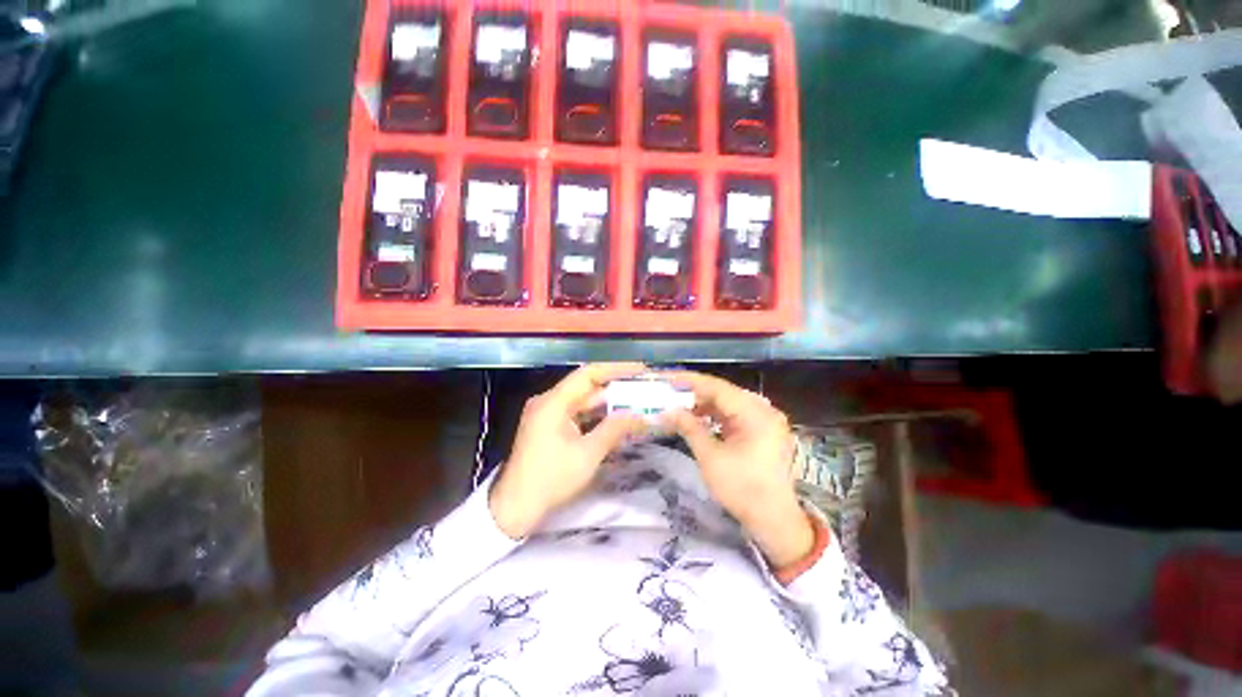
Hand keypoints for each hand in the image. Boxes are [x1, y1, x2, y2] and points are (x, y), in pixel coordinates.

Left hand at [489, 363, 647, 538]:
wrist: (514, 508)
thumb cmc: (551, 479)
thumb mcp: (588, 454)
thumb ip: (615, 429)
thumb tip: (640, 415)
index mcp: (554, 402)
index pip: (589, 374)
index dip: (616, 369)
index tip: (640, 369)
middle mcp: (549, 401)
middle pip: (587, 387)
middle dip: (616, 389)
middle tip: (644, 389)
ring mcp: (548, 414)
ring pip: (583, 402)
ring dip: (608, 404)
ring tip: (636, 403)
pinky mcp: (549, 427)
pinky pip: (577, 415)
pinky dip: (596, 417)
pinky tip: (616, 421)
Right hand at [664, 371, 813, 568]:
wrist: (774, 520)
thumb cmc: (742, 489)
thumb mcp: (711, 458)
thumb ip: (690, 428)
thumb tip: (669, 410)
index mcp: (755, 414)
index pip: (718, 388)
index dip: (691, 382)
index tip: (669, 378)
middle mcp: (764, 410)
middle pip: (725, 392)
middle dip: (697, 392)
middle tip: (672, 391)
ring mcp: (766, 420)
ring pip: (730, 402)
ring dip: (706, 403)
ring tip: (682, 405)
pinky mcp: (764, 430)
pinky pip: (737, 414)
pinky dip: (717, 414)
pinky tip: (700, 417)